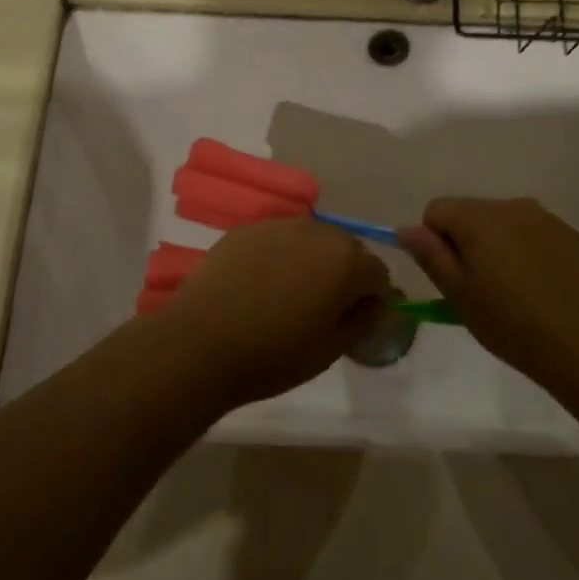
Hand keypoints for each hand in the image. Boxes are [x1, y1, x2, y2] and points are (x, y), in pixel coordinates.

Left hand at [155, 218, 390, 407]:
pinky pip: (277, 241)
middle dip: (344, 275)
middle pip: (346, 250)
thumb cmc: (275, 353)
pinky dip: (279, 257)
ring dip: (311, 262)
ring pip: (310, 242)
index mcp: (347, 260)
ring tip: (288, 296)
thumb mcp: (331, 349)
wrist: (201, 343)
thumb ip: (364, 320)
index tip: (356, 322)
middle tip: (322, 310)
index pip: (378, 274)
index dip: (372, 300)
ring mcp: (279, 225)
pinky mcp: (246, 229)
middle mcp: (318, 231)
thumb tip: (373, 304)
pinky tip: (259, 286)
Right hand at [400, 198, 578, 380]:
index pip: (437, 210)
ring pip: (504, 224)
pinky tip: (539, 288)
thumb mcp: (458, 294)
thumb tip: (406, 229)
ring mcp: (546, 219)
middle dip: (467, 242)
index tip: (450, 277)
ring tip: (512, 291)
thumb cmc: (509, 322)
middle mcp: (512, 206)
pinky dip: (527, 252)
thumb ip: (430, 255)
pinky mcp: (571, 235)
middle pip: (471, 213)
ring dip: (498, 246)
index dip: (434, 242)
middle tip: (479, 289)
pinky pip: (534, 234)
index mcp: (479, 218)